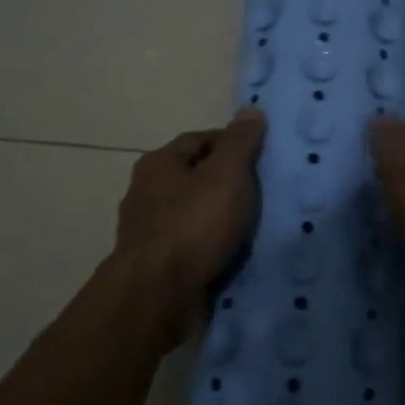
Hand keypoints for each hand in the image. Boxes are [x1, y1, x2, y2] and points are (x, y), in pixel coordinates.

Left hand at [114, 108, 266, 338]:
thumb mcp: (227, 175)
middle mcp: (145, 192)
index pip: (200, 139)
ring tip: (249, 226)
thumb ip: (240, 142)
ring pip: (190, 212)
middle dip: (224, 182)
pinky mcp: (152, 264)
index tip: (260, 158)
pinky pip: (188, 245)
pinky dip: (208, 245)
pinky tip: (229, 253)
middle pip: (193, 176)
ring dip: (216, 217)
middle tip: (260, 192)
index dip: (231, 144)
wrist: (157, 294)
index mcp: (158, 163)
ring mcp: (146, 230)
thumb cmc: (194, 225)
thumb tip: (250, 110)